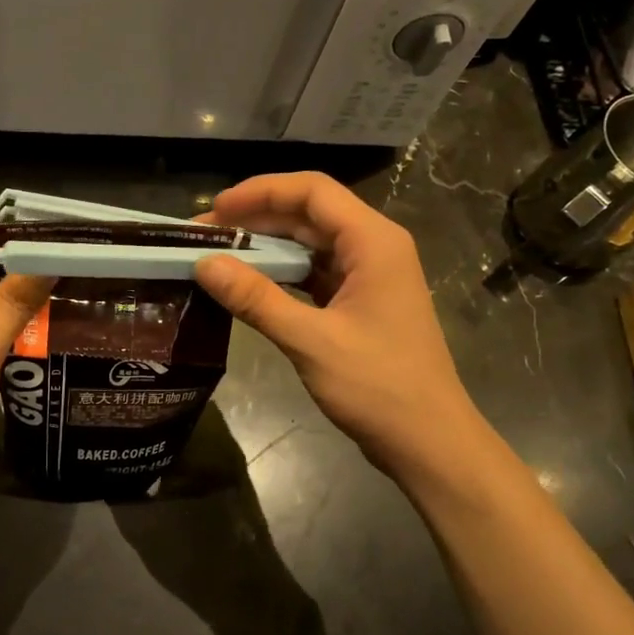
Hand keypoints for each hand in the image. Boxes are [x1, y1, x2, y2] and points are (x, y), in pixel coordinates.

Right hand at [195, 173, 480, 481]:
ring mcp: (370, 276)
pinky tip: (249, 285)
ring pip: (311, 244)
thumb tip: (204, 264)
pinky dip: (282, 275)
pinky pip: (316, 273)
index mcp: (373, 241)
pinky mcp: (362, 303)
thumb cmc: (378, 387)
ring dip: (267, 247)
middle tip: (204, 235)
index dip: (260, 192)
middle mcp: (375, 247)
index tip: (216, 209)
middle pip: (310, 214)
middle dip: (256, 219)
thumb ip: (256, 299)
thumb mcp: (310, 341)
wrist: (429, 442)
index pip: (312, 192)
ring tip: (219, 257)